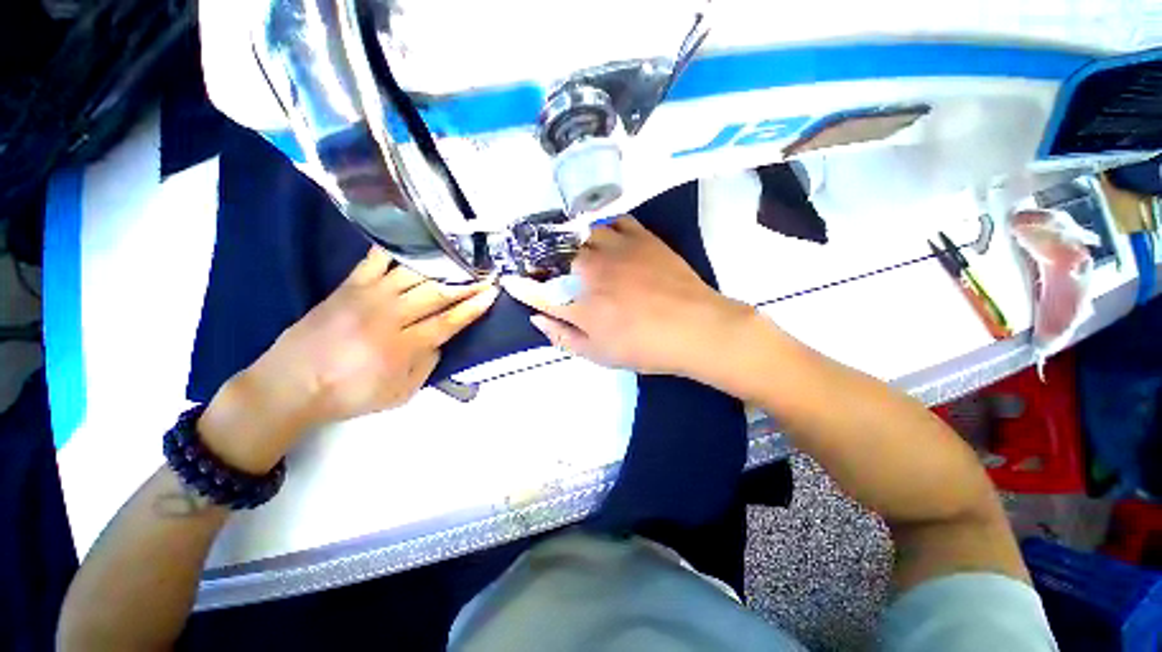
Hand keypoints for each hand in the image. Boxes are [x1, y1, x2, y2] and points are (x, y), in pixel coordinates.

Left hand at [199, 246, 498, 471]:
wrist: (289, 385)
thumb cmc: (348, 395)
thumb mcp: (399, 395)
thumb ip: (426, 367)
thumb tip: (439, 341)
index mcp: (402, 346)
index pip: (448, 322)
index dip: (473, 308)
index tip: (492, 294)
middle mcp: (389, 316)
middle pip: (437, 294)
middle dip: (467, 283)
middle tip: (486, 272)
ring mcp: (368, 296)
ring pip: (414, 274)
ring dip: (442, 265)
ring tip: (462, 257)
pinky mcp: (348, 286)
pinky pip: (376, 260)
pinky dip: (398, 249)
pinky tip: (416, 240)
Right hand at [501, 216, 756, 381]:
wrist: (694, 327)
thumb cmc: (644, 347)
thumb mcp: (599, 354)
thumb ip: (563, 336)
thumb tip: (537, 318)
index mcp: (578, 303)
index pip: (536, 290)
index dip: (520, 286)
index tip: (510, 280)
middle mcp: (589, 270)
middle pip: (553, 256)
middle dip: (540, 260)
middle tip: (542, 265)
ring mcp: (614, 248)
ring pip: (579, 234)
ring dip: (568, 241)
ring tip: (570, 248)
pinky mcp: (639, 237)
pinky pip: (612, 221)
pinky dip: (601, 227)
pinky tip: (602, 236)